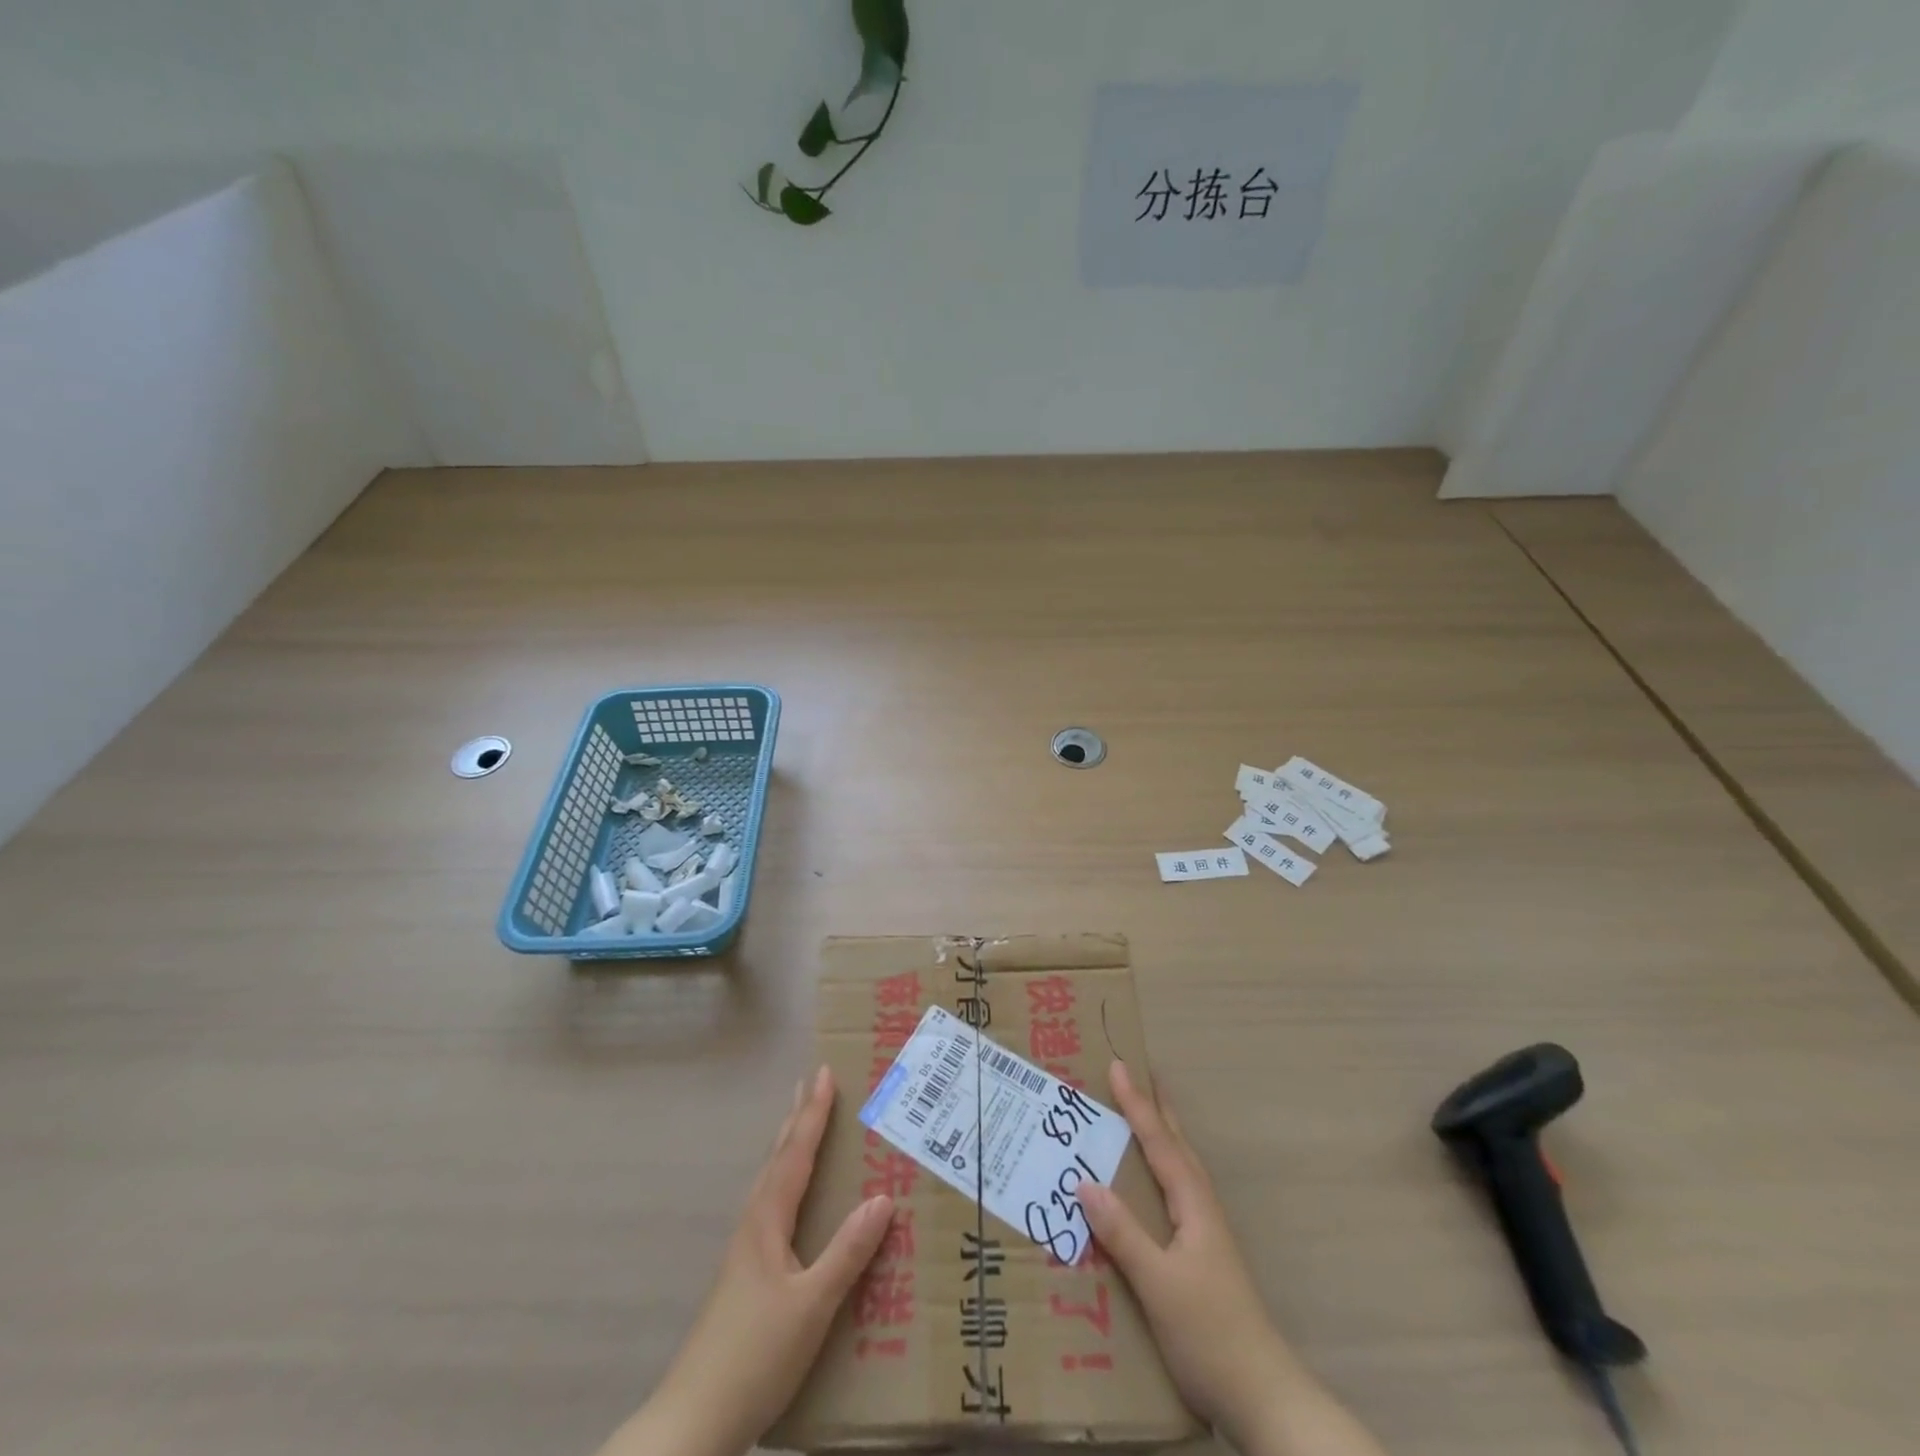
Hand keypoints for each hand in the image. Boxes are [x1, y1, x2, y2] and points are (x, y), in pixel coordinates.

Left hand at [602, 1067, 894, 1455]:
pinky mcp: (745, 1278)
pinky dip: (785, 1182)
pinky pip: (771, 1207)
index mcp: (767, 1222)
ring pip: (770, 1183)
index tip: (824, 1073)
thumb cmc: (754, 1356)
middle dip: (795, 1120)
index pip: (795, 1154)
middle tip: (809, 1084)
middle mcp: (753, 1227)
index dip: (812, 1114)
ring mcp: (745, 1254)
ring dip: (788, 1148)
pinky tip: (792, 1203)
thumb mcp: (812, 1306)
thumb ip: (847, 1253)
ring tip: (801, 1128)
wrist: (693, 1423)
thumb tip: (883, 1198)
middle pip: (777, 1159)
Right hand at [1078, 1061, 1386, 1455]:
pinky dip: (1160, 1170)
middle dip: (1155, 1108)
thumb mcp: (1158, 1283)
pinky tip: (1149, 1186)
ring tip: (1142, 1115)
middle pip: (1177, 1145)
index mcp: (1193, 1205)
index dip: (1137, 1104)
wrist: (1262, 1396)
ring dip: (1161, 1135)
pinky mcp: (1203, 1257)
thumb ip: (1122, 1233)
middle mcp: (1202, 1209)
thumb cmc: (1208, 1332)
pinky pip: (1175, 1192)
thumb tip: (1083, 1180)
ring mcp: (1206, 1234)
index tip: (1118, 1065)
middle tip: (1137, 1074)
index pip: (1160, 1142)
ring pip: (1180, 1168)